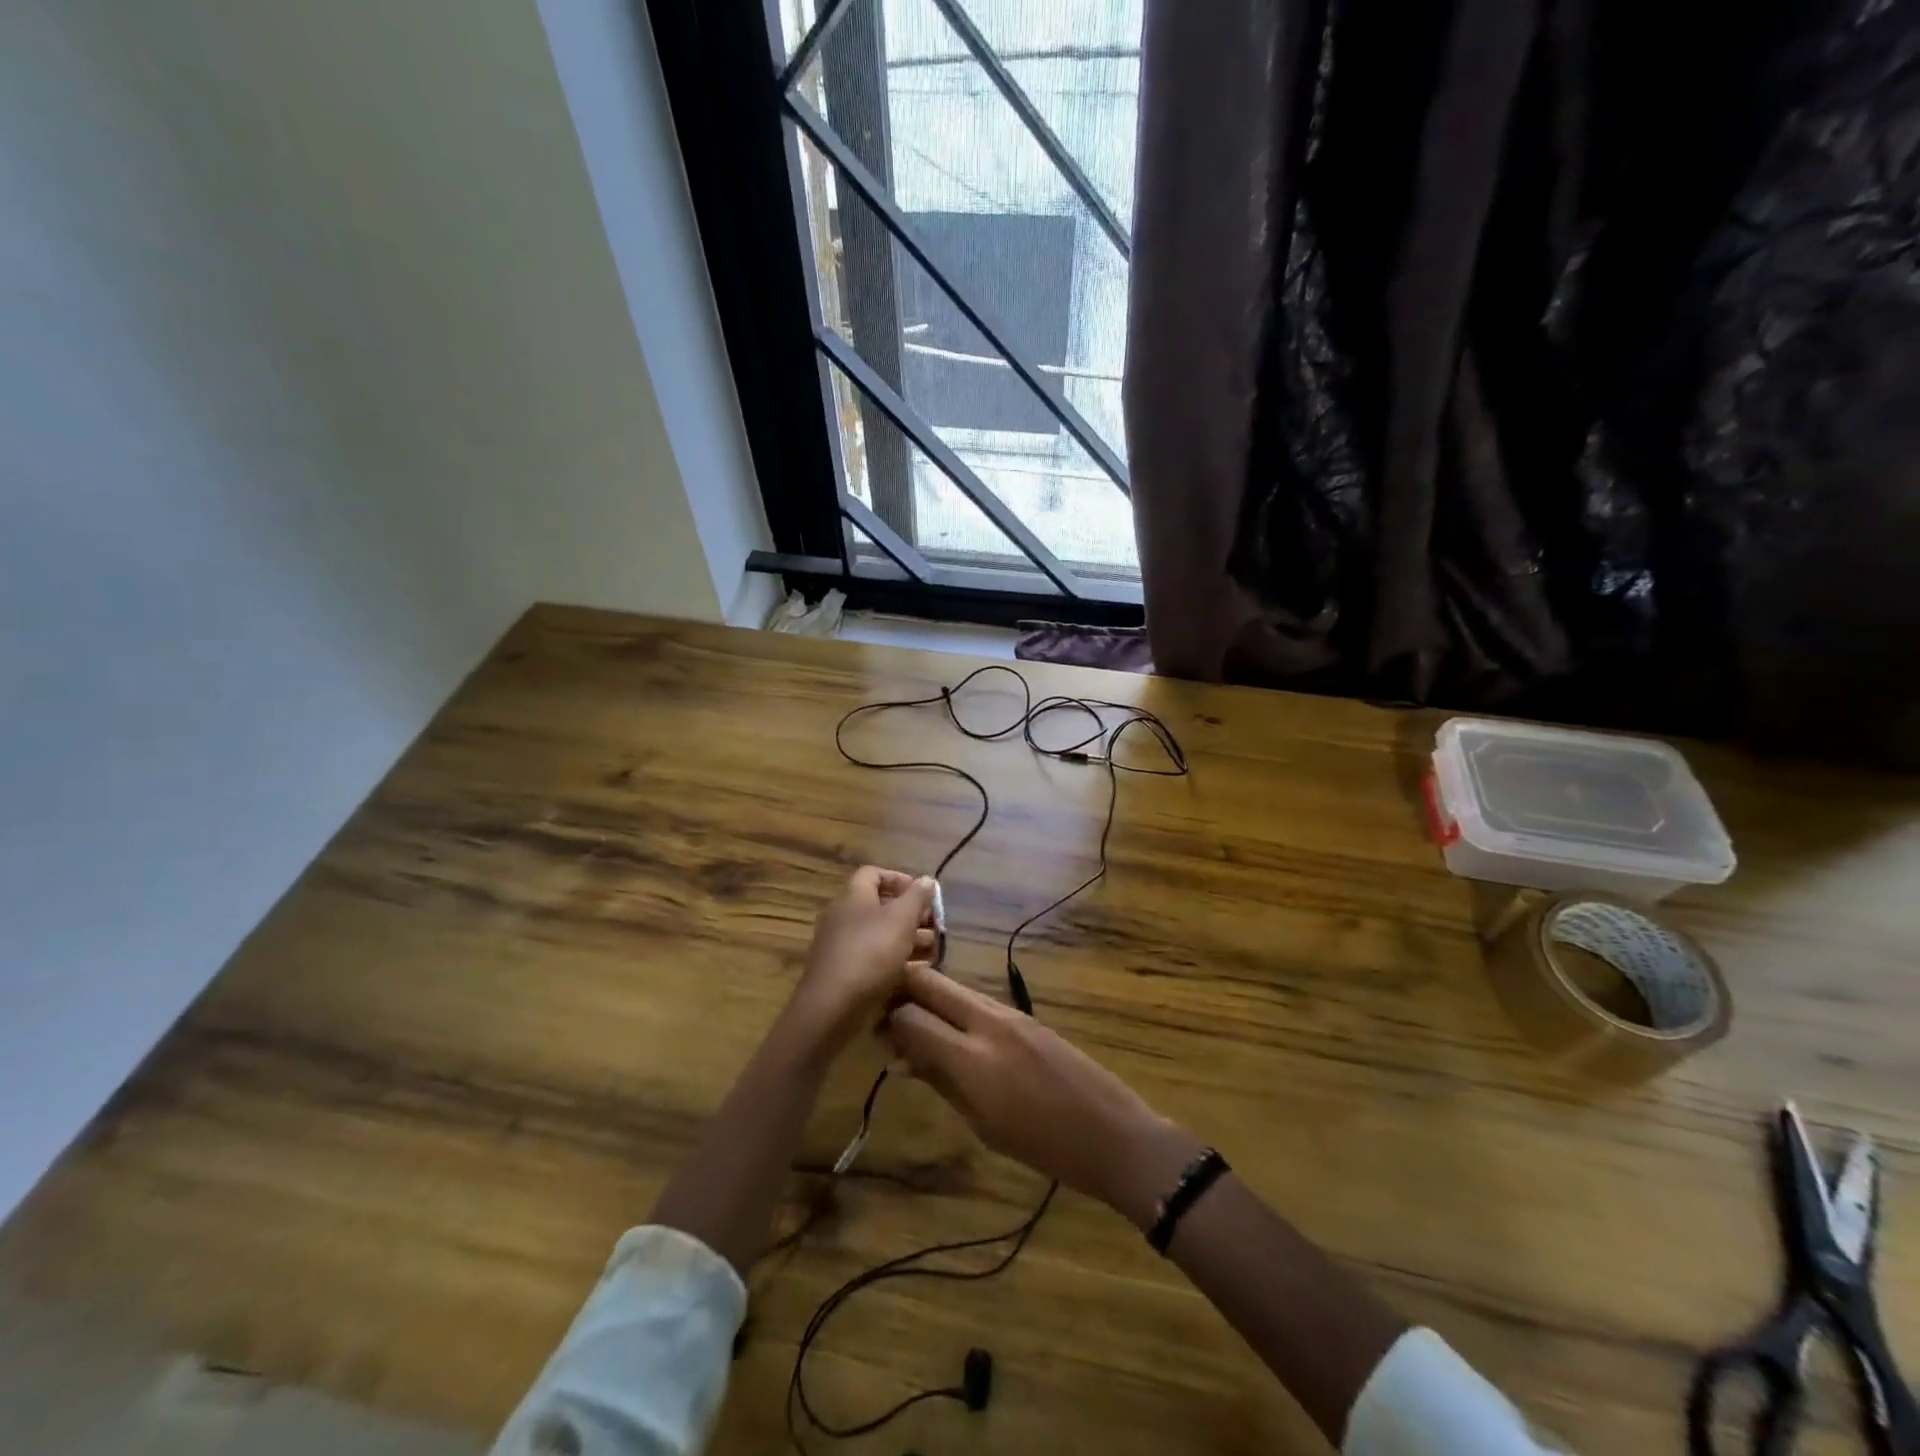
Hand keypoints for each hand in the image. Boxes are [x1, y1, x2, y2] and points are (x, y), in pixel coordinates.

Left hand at [789, 866, 937, 1054]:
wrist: (832, 1006)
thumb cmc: (870, 952)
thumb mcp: (901, 919)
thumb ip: (917, 897)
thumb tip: (927, 879)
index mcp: (853, 897)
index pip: (873, 874)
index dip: (899, 878)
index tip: (922, 893)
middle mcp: (843, 916)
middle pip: (879, 905)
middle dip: (910, 913)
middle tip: (934, 925)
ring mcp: (841, 945)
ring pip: (879, 934)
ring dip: (907, 938)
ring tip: (933, 948)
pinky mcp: (844, 972)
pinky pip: (873, 958)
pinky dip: (895, 960)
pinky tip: (917, 970)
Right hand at [882, 964, 1198, 1225]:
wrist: (1111, 1133)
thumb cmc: (1042, 1145)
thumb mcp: (982, 1124)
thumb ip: (940, 1081)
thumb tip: (901, 1057)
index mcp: (971, 1057)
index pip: (911, 1015)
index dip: (886, 1019)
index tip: (873, 1031)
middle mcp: (987, 1021)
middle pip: (931, 983)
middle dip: (902, 990)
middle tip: (885, 1013)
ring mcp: (1010, 1013)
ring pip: (954, 988)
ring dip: (929, 998)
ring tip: (914, 1027)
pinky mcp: (1025, 1016)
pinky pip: (978, 1002)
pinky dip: (955, 1010)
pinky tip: (951, 1034)